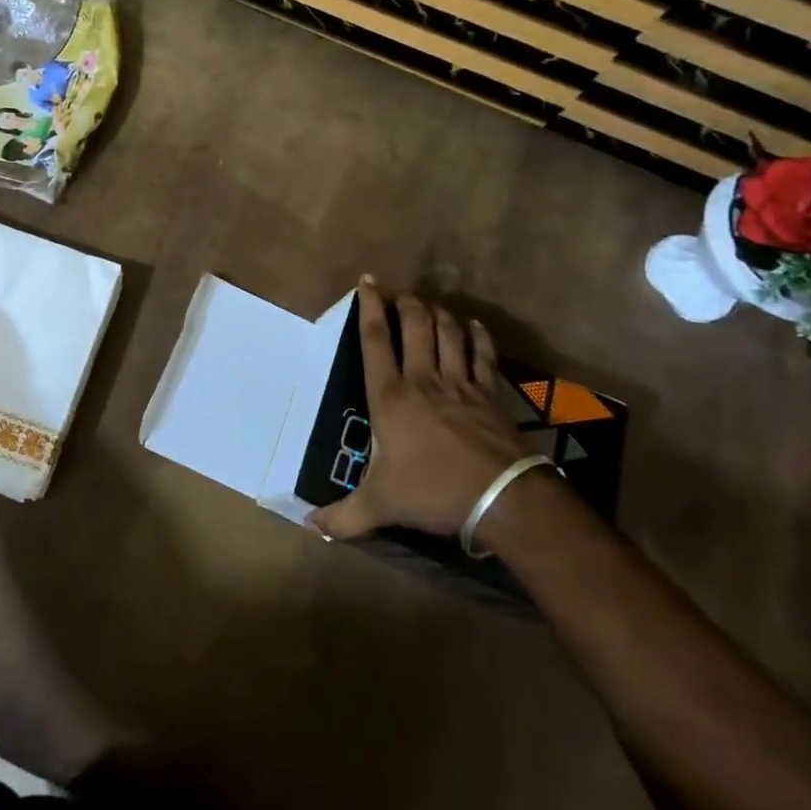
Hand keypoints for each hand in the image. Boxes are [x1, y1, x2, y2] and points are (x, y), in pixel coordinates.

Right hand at [310, 277, 531, 540]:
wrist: (502, 499)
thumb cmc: (433, 492)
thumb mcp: (380, 505)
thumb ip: (343, 516)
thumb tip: (308, 527)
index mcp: (390, 396)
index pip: (375, 340)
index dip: (369, 307)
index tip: (367, 282)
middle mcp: (423, 379)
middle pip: (415, 325)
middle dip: (406, 302)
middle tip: (399, 293)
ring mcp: (460, 383)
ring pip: (449, 332)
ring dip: (438, 313)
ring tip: (430, 305)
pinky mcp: (490, 394)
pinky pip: (483, 355)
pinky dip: (478, 336)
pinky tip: (474, 326)